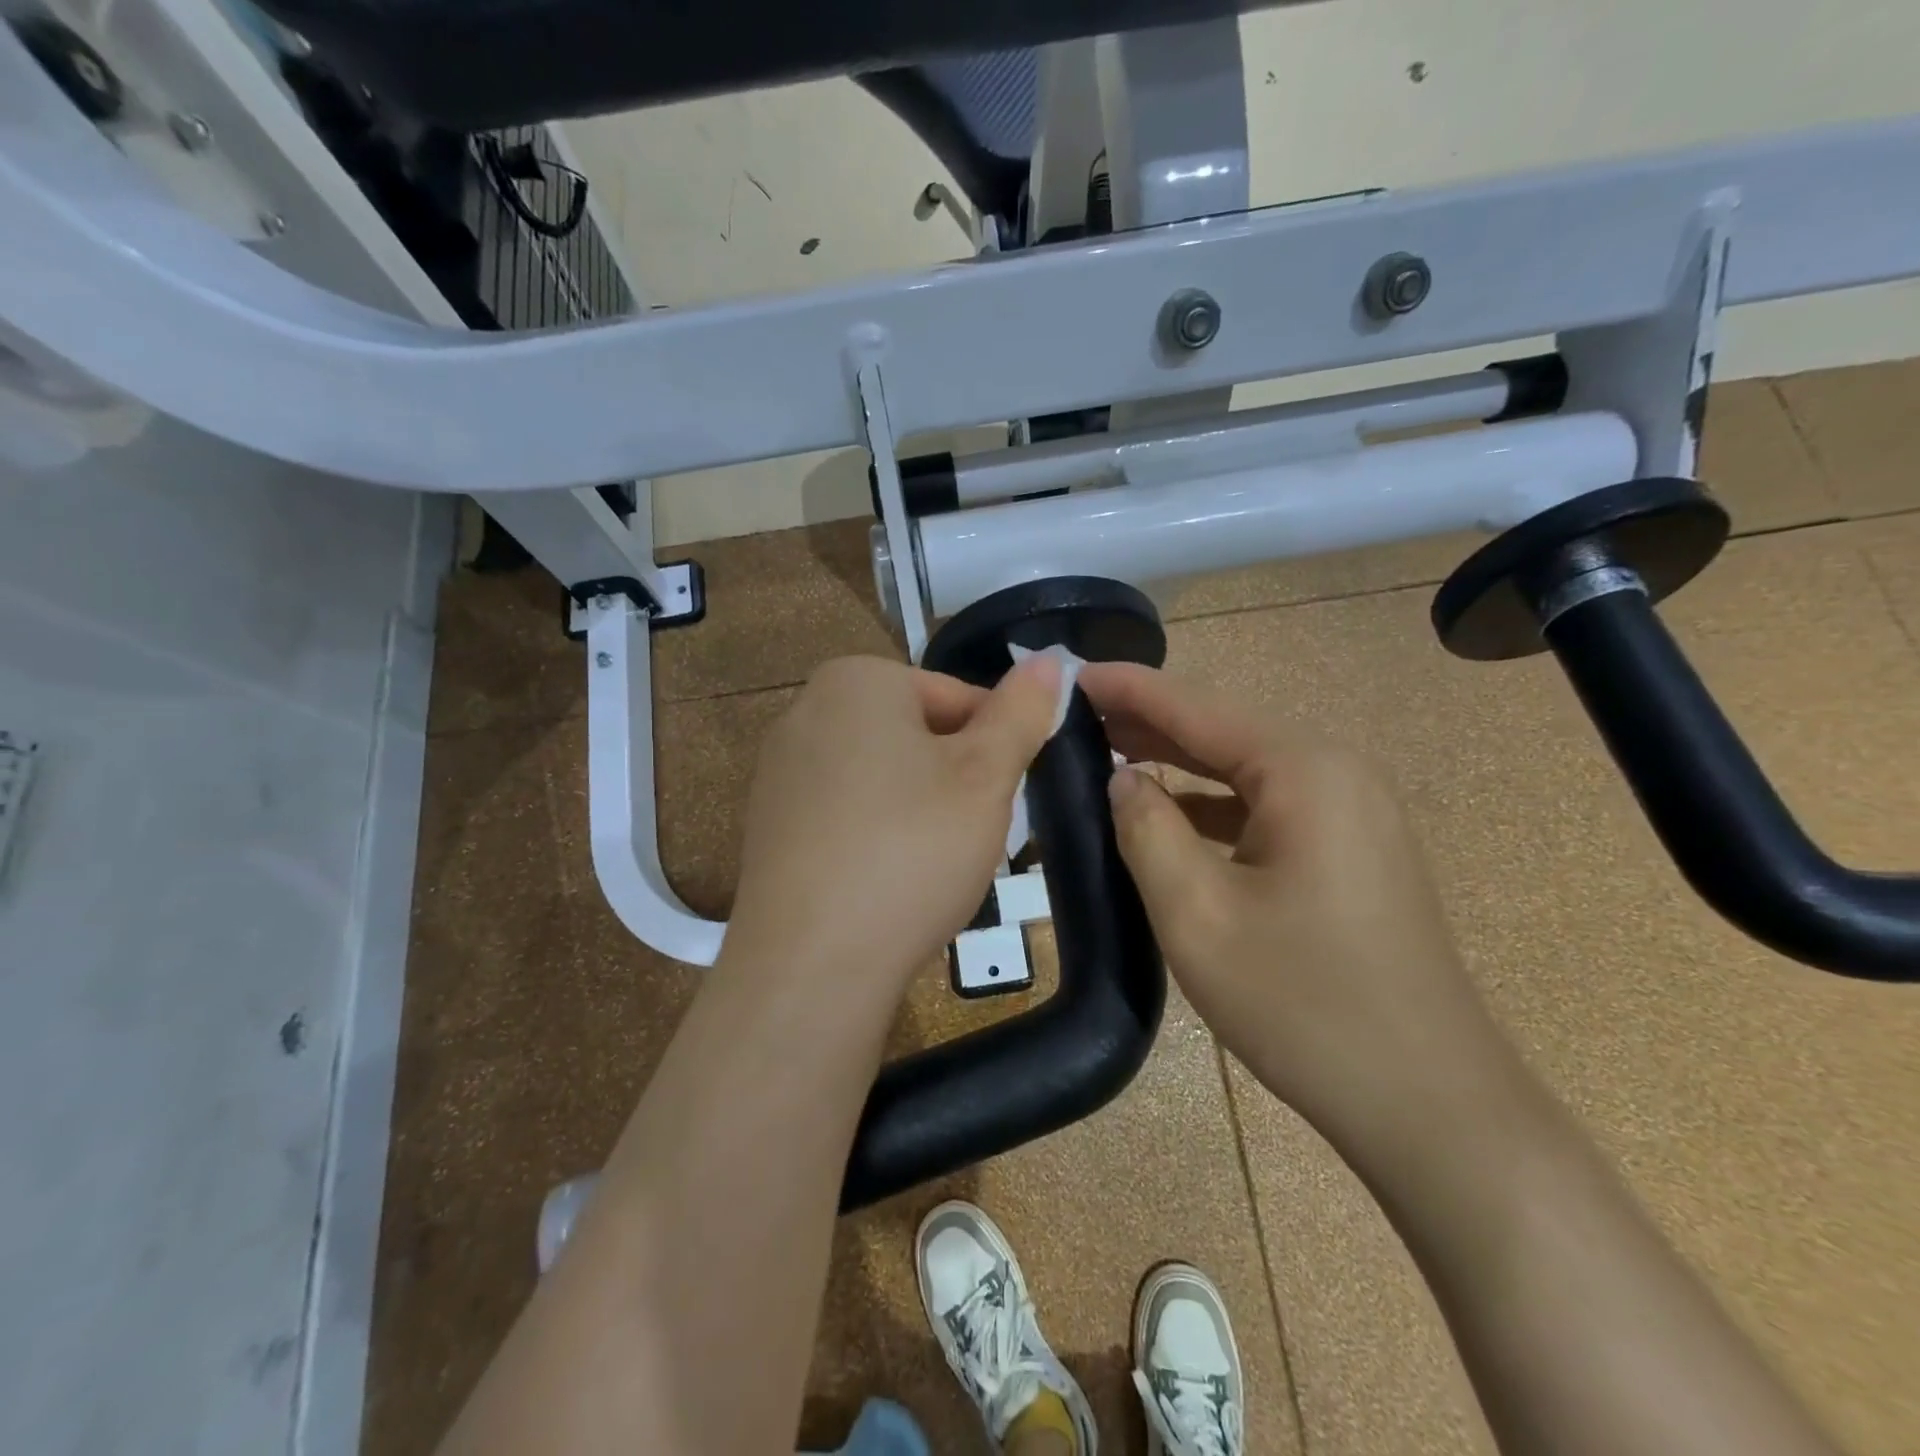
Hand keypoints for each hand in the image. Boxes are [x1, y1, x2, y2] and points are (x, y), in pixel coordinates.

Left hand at [725, 654, 1061, 991]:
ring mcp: (779, 768)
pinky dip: (876, 835)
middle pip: (916, 734)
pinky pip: (845, 812)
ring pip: (883, 775)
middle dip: (955, 779)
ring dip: (920, 809)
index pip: (958, 697)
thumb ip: (1021, 712)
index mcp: (858, 679)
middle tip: (972, 836)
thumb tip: (1048, 661)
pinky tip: (887, 881)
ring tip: (932, 865)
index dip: (996, 747)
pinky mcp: (767, 822)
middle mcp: (806, 709)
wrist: (811, 963)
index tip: (1007, 800)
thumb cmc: (912, 852)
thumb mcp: (986, 777)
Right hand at [1077, 661, 1509, 1144]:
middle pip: (1221, 732)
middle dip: (1145, 722)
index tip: (1067, 674)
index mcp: (1303, 771)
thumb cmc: (1304, 1004)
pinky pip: (1265, 809)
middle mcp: (1335, 773)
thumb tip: (1121, 778)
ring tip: (1105, 754)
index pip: (1194, 707)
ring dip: (1176, 764)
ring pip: (1242, 772)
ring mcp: (1351, 814)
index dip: (1126, 687)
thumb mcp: (1197, 913)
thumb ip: (1146, 829)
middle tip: (1072, 715)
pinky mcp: (1350, 853)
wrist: (1429, 1105)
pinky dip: (1210, 806)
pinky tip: (1167, 816)